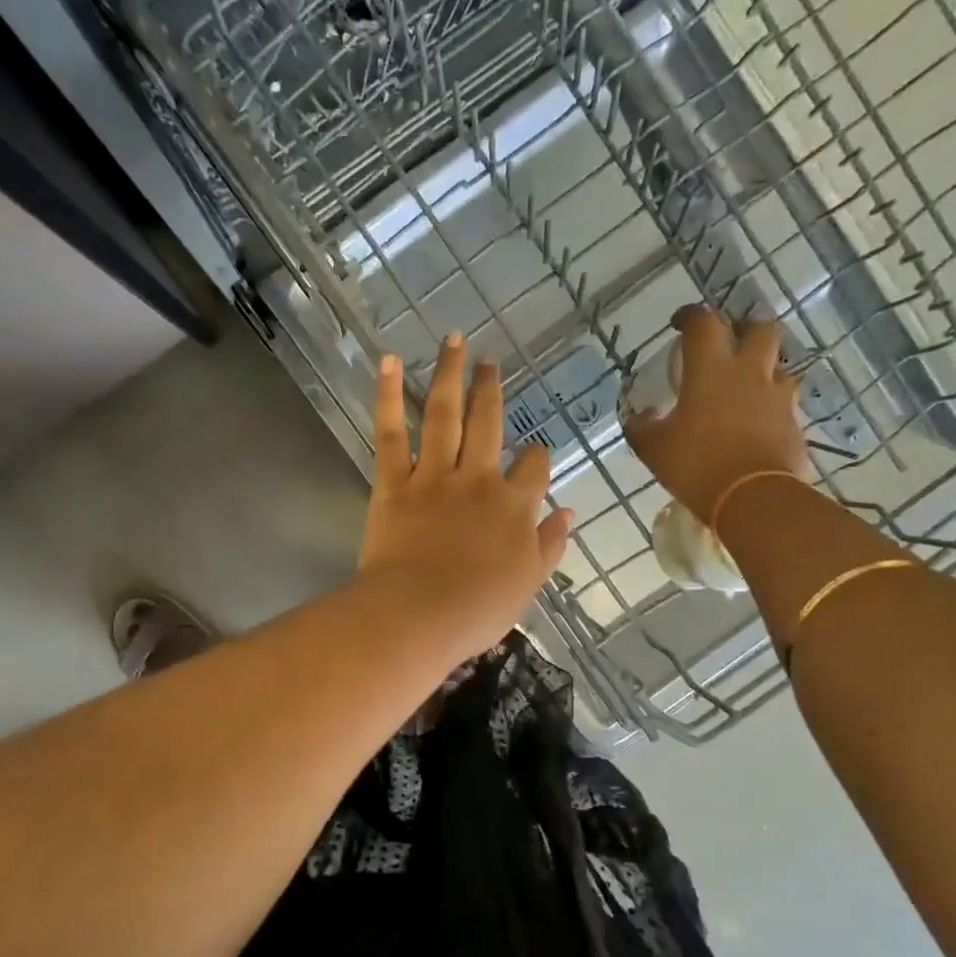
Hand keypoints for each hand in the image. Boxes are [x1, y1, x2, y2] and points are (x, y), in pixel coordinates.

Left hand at [358, 334, 574, 657]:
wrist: (420, 614)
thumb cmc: (477, 609)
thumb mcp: (528, 583)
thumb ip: (550, 545)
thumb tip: (568, 512)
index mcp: (515, 506)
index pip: (535, 467)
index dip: (537, 457)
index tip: (534, 454)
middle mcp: (478, 479)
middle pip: (489, 424)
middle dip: (491, 390)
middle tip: (489, 362)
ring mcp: (434, 476)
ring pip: (445, 414)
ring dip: (450, 374)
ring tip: (454, 341)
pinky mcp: (394, 482)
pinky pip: (390, 433)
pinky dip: (387, 396)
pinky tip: (388, 361)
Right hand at [623, 305, 809, 519]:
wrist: (752, 498)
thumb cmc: (695, 464)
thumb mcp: (653, 448)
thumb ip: (641, 428)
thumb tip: (639, 417)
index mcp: (711, 369)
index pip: (703, 323)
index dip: (690, 316)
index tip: (680, 323)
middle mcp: (749, 372)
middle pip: (760, 328)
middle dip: (745, 328)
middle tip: (730, 341)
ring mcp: (777, 397)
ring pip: (779, 365)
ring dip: (763, 367)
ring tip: (746, 385)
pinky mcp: (794, 423)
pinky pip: (784, 402)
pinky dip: (771, 404)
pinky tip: (756, 421)